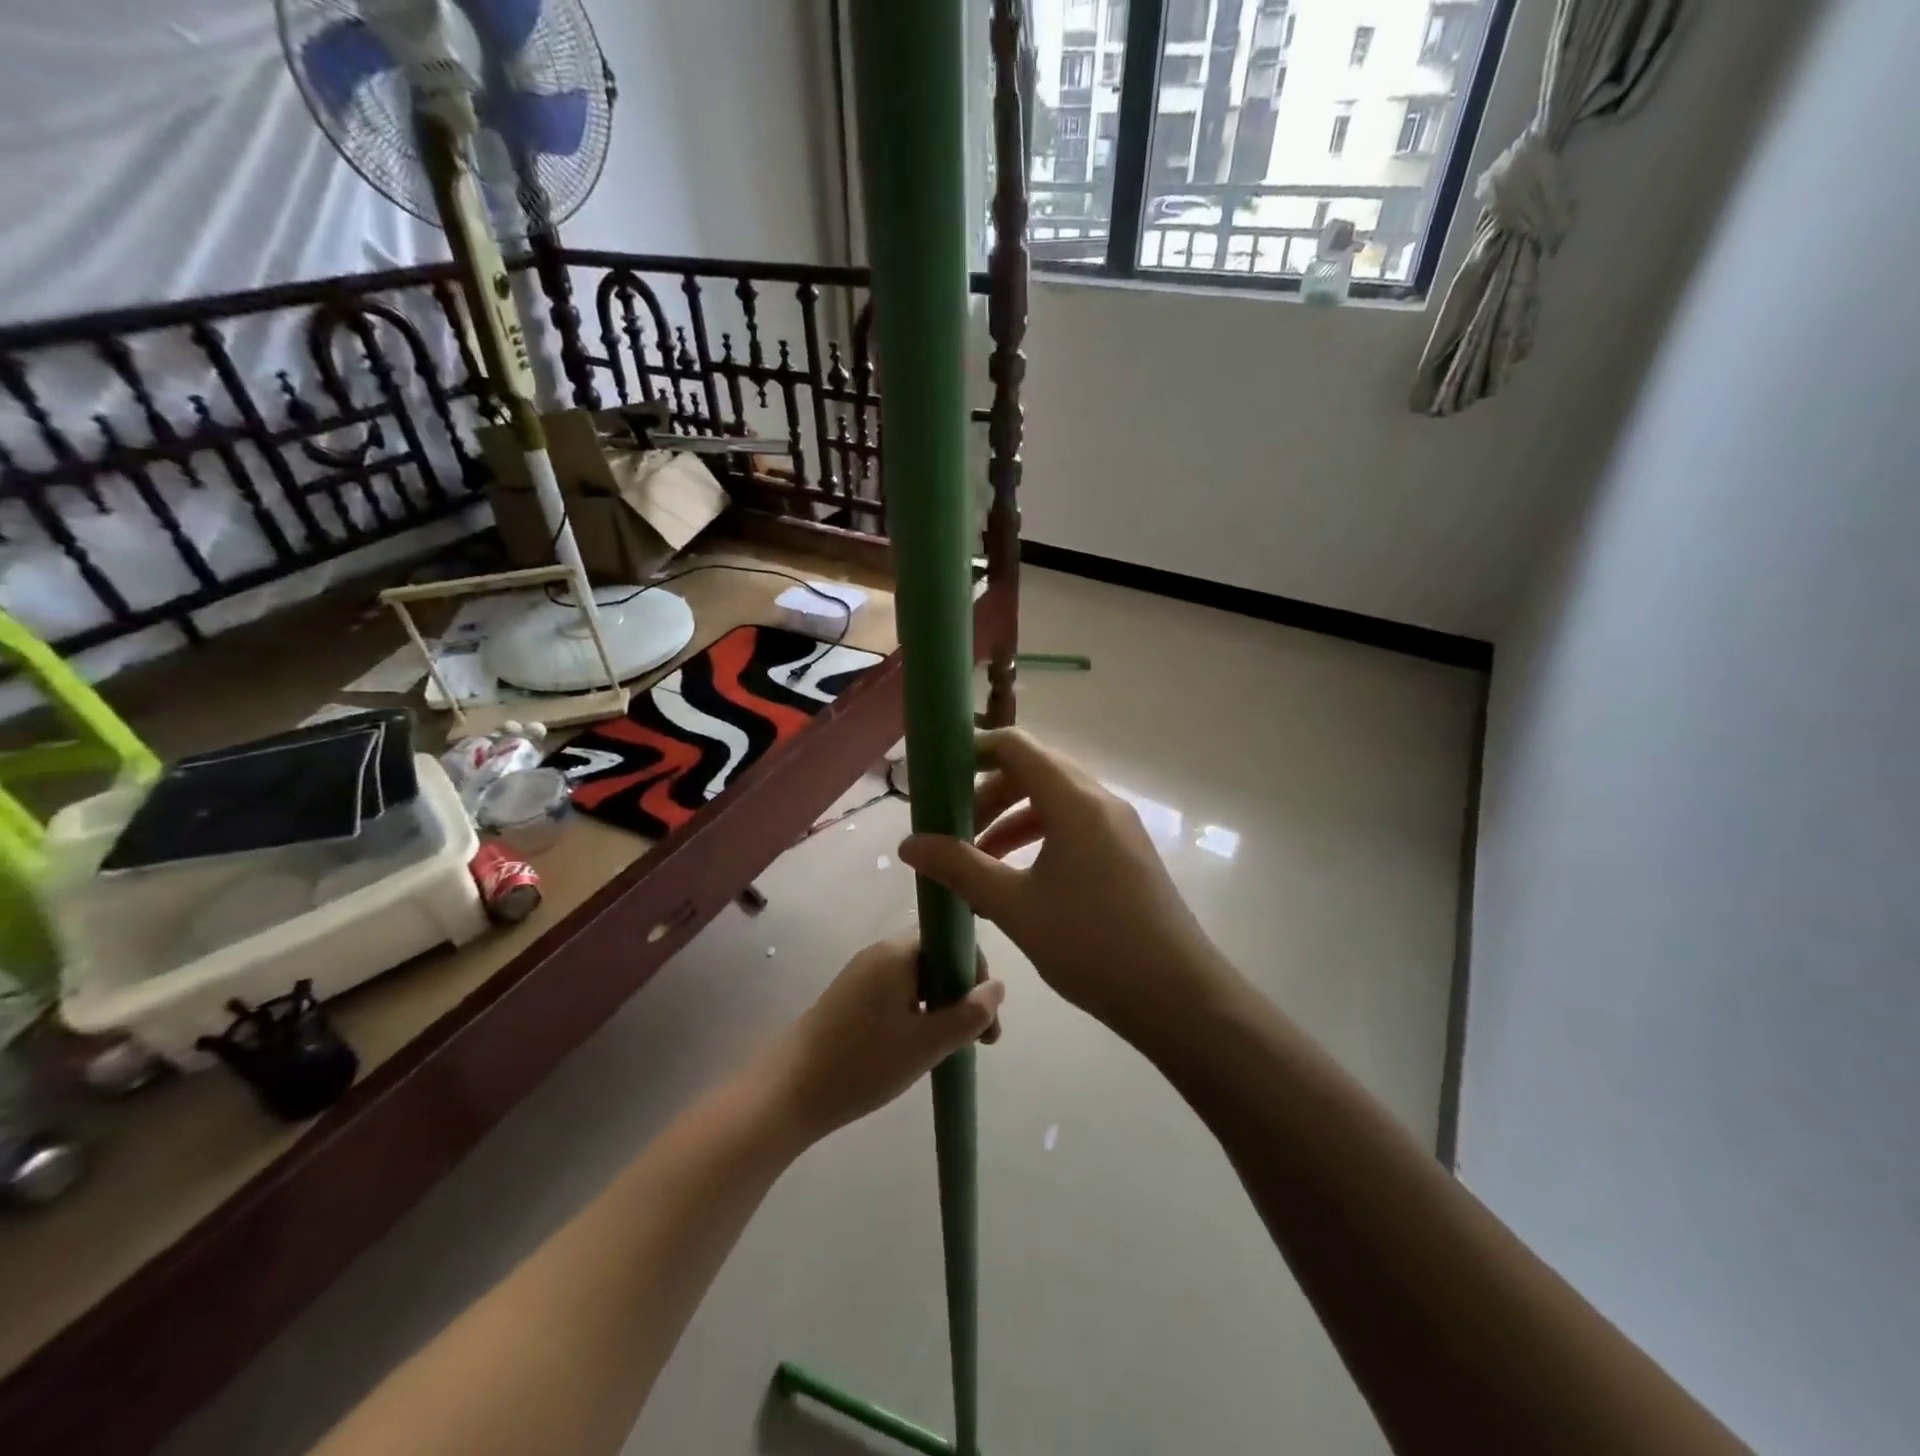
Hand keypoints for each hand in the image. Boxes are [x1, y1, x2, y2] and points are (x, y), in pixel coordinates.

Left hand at [762, 935, 1002, 1142]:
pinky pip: (897, 991)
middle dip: (962, 993)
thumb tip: (998, 987)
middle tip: (978, 1039)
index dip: (976, 973)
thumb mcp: (926, 1044)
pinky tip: (919, 1045)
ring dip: (941, 1005)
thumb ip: (968, 1015)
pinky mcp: (850, 996)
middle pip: (936, 958)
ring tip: (951, 1047)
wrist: (788, 1091)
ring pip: (917, 978)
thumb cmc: (863, 1063)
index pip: (951, 940)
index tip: (988, 1017)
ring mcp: (862, 974)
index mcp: (897, 953)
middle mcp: (879, 953)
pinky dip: (917, 1011)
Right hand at [898, 729, 1228, 1040]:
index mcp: (1074, 801)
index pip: (1017, 746)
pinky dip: (1039, 839)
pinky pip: (1075, 827)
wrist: (1177, 996)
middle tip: (955, 830)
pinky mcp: (1128, 852)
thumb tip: (909, 843)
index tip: (939, 778)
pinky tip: (1017, 882)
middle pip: (1034, 771)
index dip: (974, 752)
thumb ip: (960, 867)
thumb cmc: (1091, 944)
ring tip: (979, 861)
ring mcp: (1119, 826)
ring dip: (1012, 820)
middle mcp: (1100, 801)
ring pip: (1054, 802)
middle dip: (988, 794)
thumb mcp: (1014, 906)